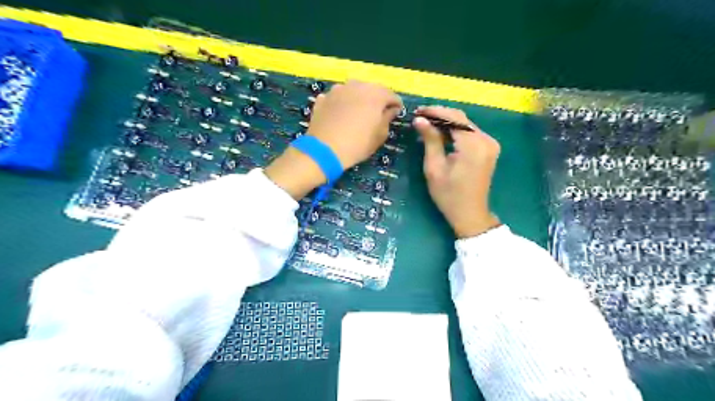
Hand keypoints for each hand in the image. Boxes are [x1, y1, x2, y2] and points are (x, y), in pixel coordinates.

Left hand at [267, 80, 400, 198]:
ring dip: (359, 97)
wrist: (324, 150)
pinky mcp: (324, 98)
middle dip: (378, 98)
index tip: (397, 112)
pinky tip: (342, 113)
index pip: (391, 95)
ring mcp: (338, 90)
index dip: (396, 104)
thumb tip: (391, 110)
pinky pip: (338, 97)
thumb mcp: (380, 135)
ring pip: (354, 89)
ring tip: (360, 111)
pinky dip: (342, 102)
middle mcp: (357, 86)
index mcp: (375, 95)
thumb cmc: (358, 145)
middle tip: (380, 111)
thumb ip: (388, 118)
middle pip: (372, 89)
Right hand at [414, 106, 501, 237]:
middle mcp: (486, 140)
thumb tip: (420, 120)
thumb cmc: (449, 195)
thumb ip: (430, 141)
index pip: (454, 118)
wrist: (470, 214)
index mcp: (473, 146)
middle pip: (461, 119)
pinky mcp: (490, 149)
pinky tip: (442, 133)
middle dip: (440, 115)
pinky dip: (456, 131)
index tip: (418, 111)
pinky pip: (471, 133)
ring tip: (427, 124)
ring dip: (447, 122)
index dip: (435, 112)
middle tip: (420, 117)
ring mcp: (490, 144)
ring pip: (466, 124)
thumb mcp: (434, 168)